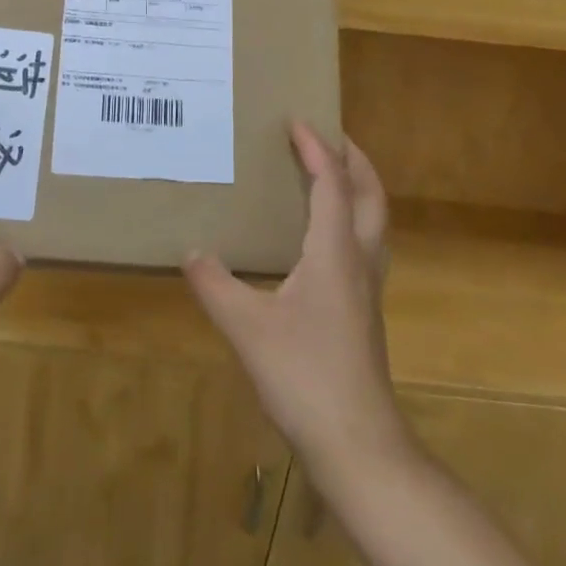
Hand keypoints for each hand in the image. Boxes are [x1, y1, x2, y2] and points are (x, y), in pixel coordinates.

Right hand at [185, 124, 404, 479]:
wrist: (358, 445)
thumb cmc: (304, 376)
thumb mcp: (246, 328)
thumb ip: (215, 285)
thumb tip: (191, 251)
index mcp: (333, 252)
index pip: (332, 184)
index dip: (316, 148)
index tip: (297, 120)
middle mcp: (359, 261)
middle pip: (371, 195)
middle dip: (354, 159)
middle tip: (329, 135)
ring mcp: (368, 289)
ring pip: (374, 221)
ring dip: (358, 188)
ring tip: (330, 175)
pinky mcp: (365, 312)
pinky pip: (365, 245)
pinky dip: (351, 220)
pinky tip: (323, 239)